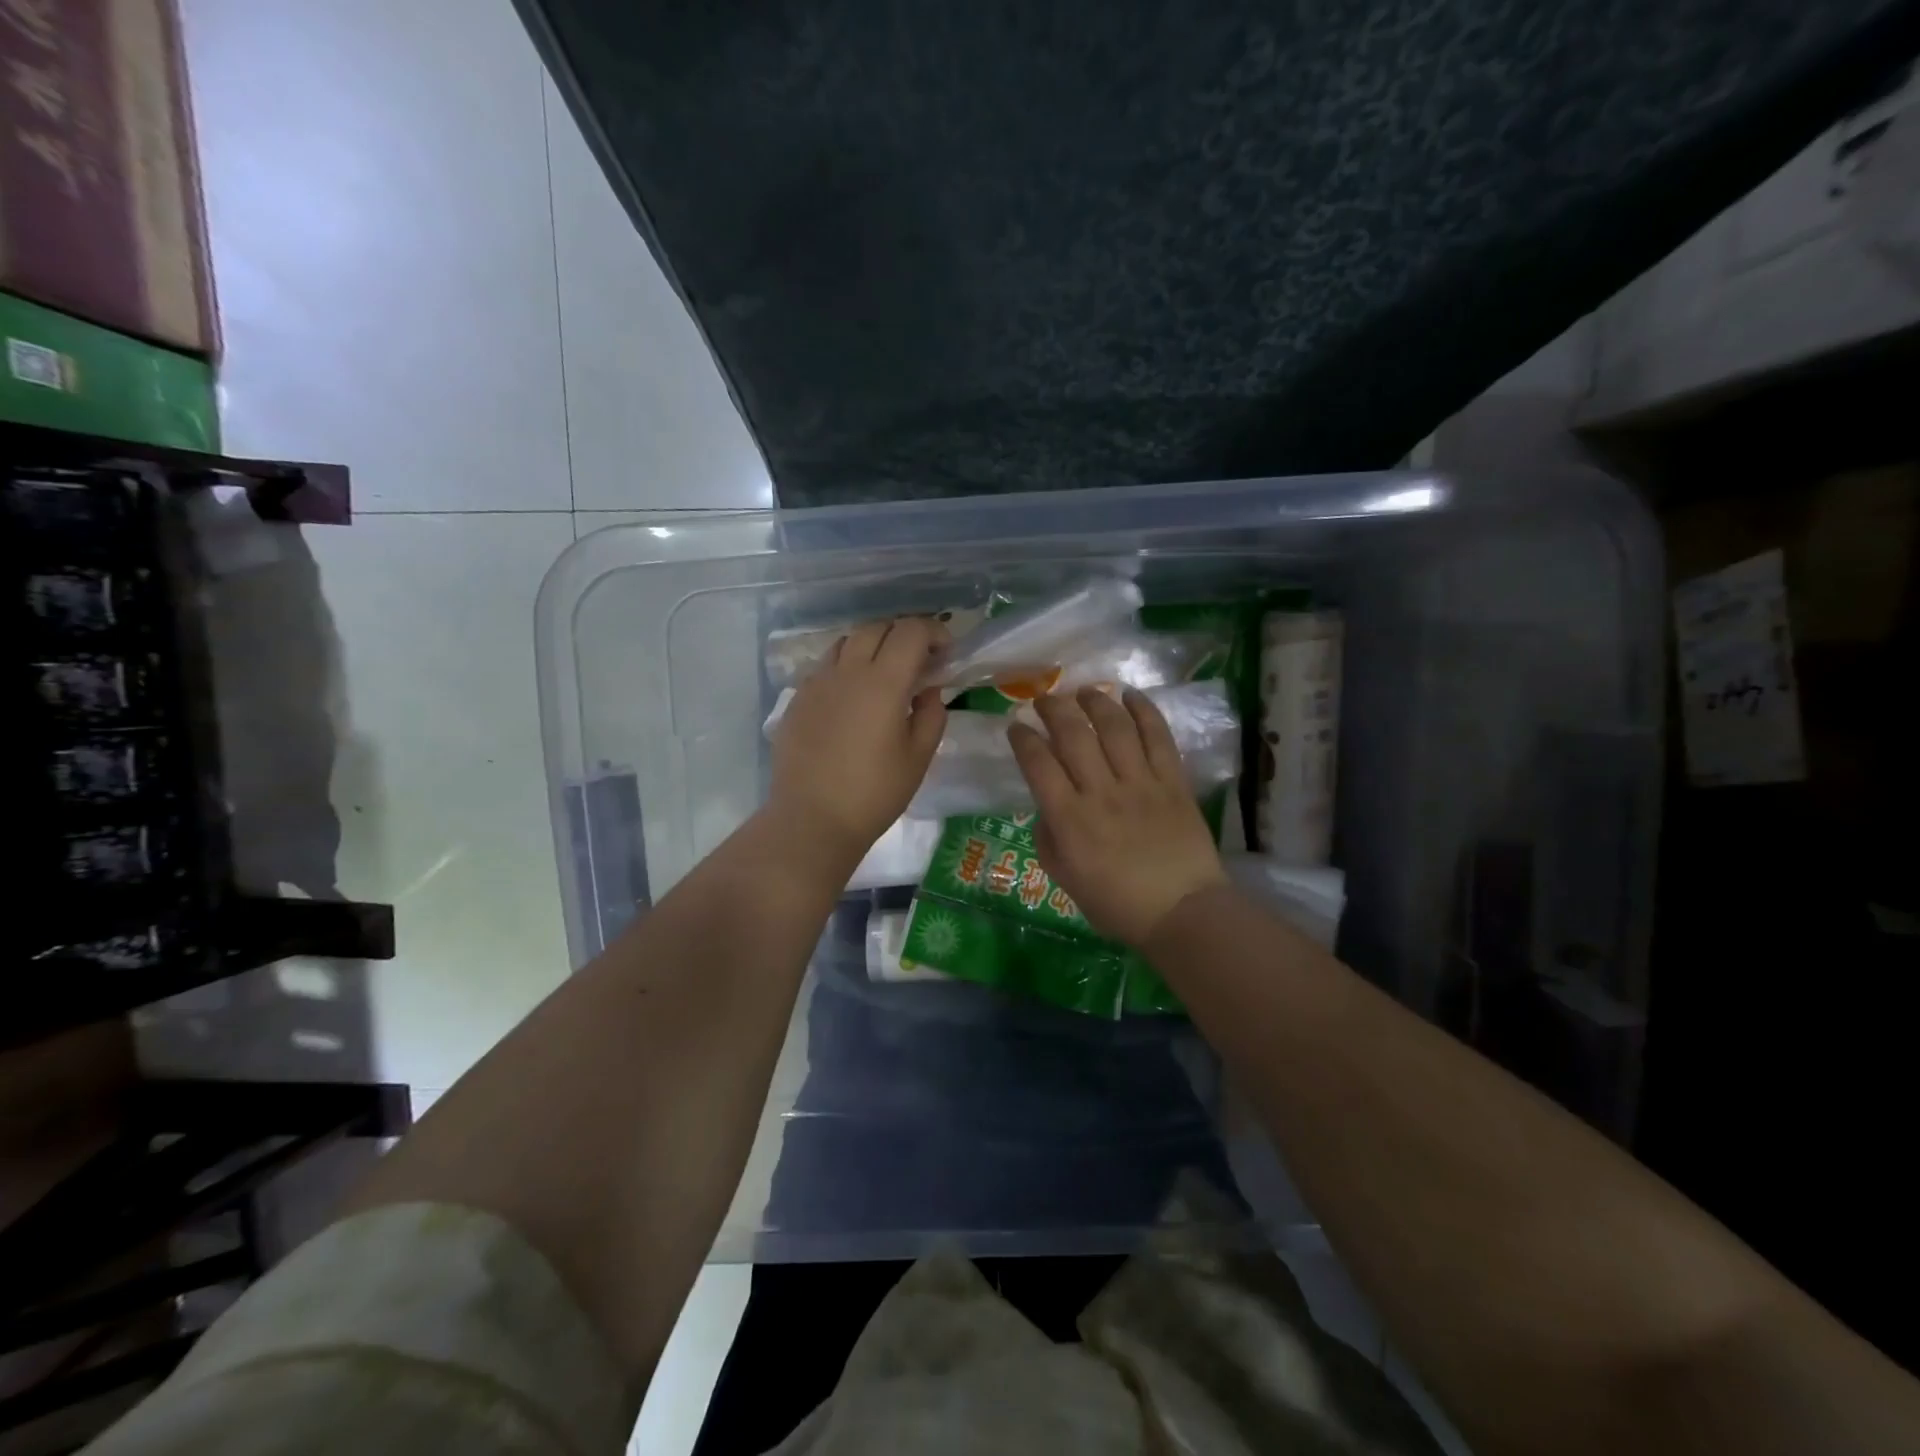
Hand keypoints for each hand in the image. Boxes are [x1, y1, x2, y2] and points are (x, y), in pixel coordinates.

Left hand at [768, 617, 948, 862]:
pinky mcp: (797, 699)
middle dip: (903, 635)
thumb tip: (928, 690)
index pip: (911, 632)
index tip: (945, 654)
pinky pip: (825, 667)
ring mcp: (817, 683)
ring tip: (883, 675)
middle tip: (918, 662)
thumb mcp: (918, 758)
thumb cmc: (874, 793)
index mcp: (883, 682)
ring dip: (871, 647)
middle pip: (877, 627)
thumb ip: (931, 715)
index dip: (934, 633)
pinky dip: (845, 668)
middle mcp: (847, 671)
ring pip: (846, 642)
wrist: (811, 819)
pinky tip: (852, 699)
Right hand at [1009, 687, 1226, 946]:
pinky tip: (1131, 695)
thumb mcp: (1064, 879)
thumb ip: (1048, 838)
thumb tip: (1046, 806)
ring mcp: (1140, 783)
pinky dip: (1144, 711)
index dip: (1023, 738)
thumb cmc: (1117, 903)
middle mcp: (1101, 792)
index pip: (1038, 764)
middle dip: (1053, 709)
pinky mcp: (1173, 781)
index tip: (1016, 725)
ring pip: (1114, 727)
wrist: (1182, 911)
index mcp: (1069, 819)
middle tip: (1045, 698)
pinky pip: (1158, 737)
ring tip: (1084, 691)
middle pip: (1073, 735)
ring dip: (1095, 702)